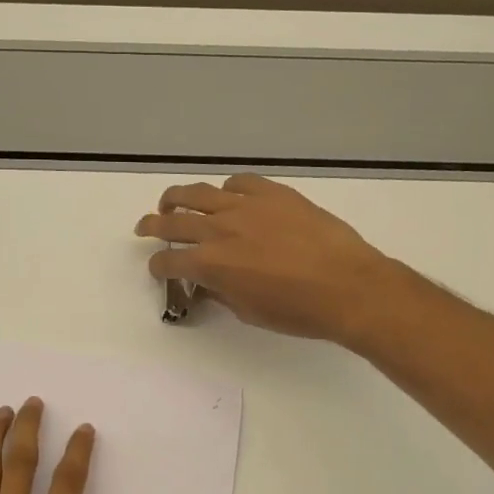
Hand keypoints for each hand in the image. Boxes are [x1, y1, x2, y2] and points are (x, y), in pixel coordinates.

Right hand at [134, 174, 396, 343]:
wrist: (348, 286)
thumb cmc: (298, 311)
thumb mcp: (250, 311)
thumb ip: (222, 292)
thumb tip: (209, 282)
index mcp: (212, 264)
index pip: (169, 261)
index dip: (159, 266)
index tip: (159, 269)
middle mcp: (220, 230)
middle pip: (173, 221)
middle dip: (153, 225)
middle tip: (145, 227)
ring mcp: (247, 206)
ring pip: (199, 193)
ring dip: (178, 198)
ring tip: (171, 202)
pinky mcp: (273, 194)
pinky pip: (239, 182)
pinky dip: (226, 189)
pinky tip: (228, 195)